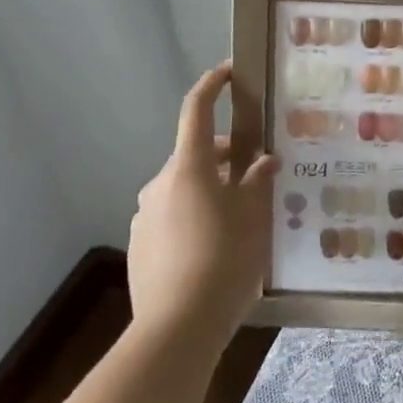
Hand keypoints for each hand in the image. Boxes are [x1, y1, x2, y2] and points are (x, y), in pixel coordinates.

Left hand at [126, 63, 277, 352]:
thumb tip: (263, 161)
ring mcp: (144, 215)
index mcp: (189, 167)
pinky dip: (193, 215)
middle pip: (195, 154)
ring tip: (240, 215)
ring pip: (183, 186)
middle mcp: (160, 183)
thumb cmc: (224, 260)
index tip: (229, 72)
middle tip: (256, 172)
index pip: (197, 110)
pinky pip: (171, 215)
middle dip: (225, 156)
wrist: (176, 330)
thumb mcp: (253, 217)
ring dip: (209, 188)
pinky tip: (215, 246)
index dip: (212, 85)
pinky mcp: (139, 245)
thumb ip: (257, 182)